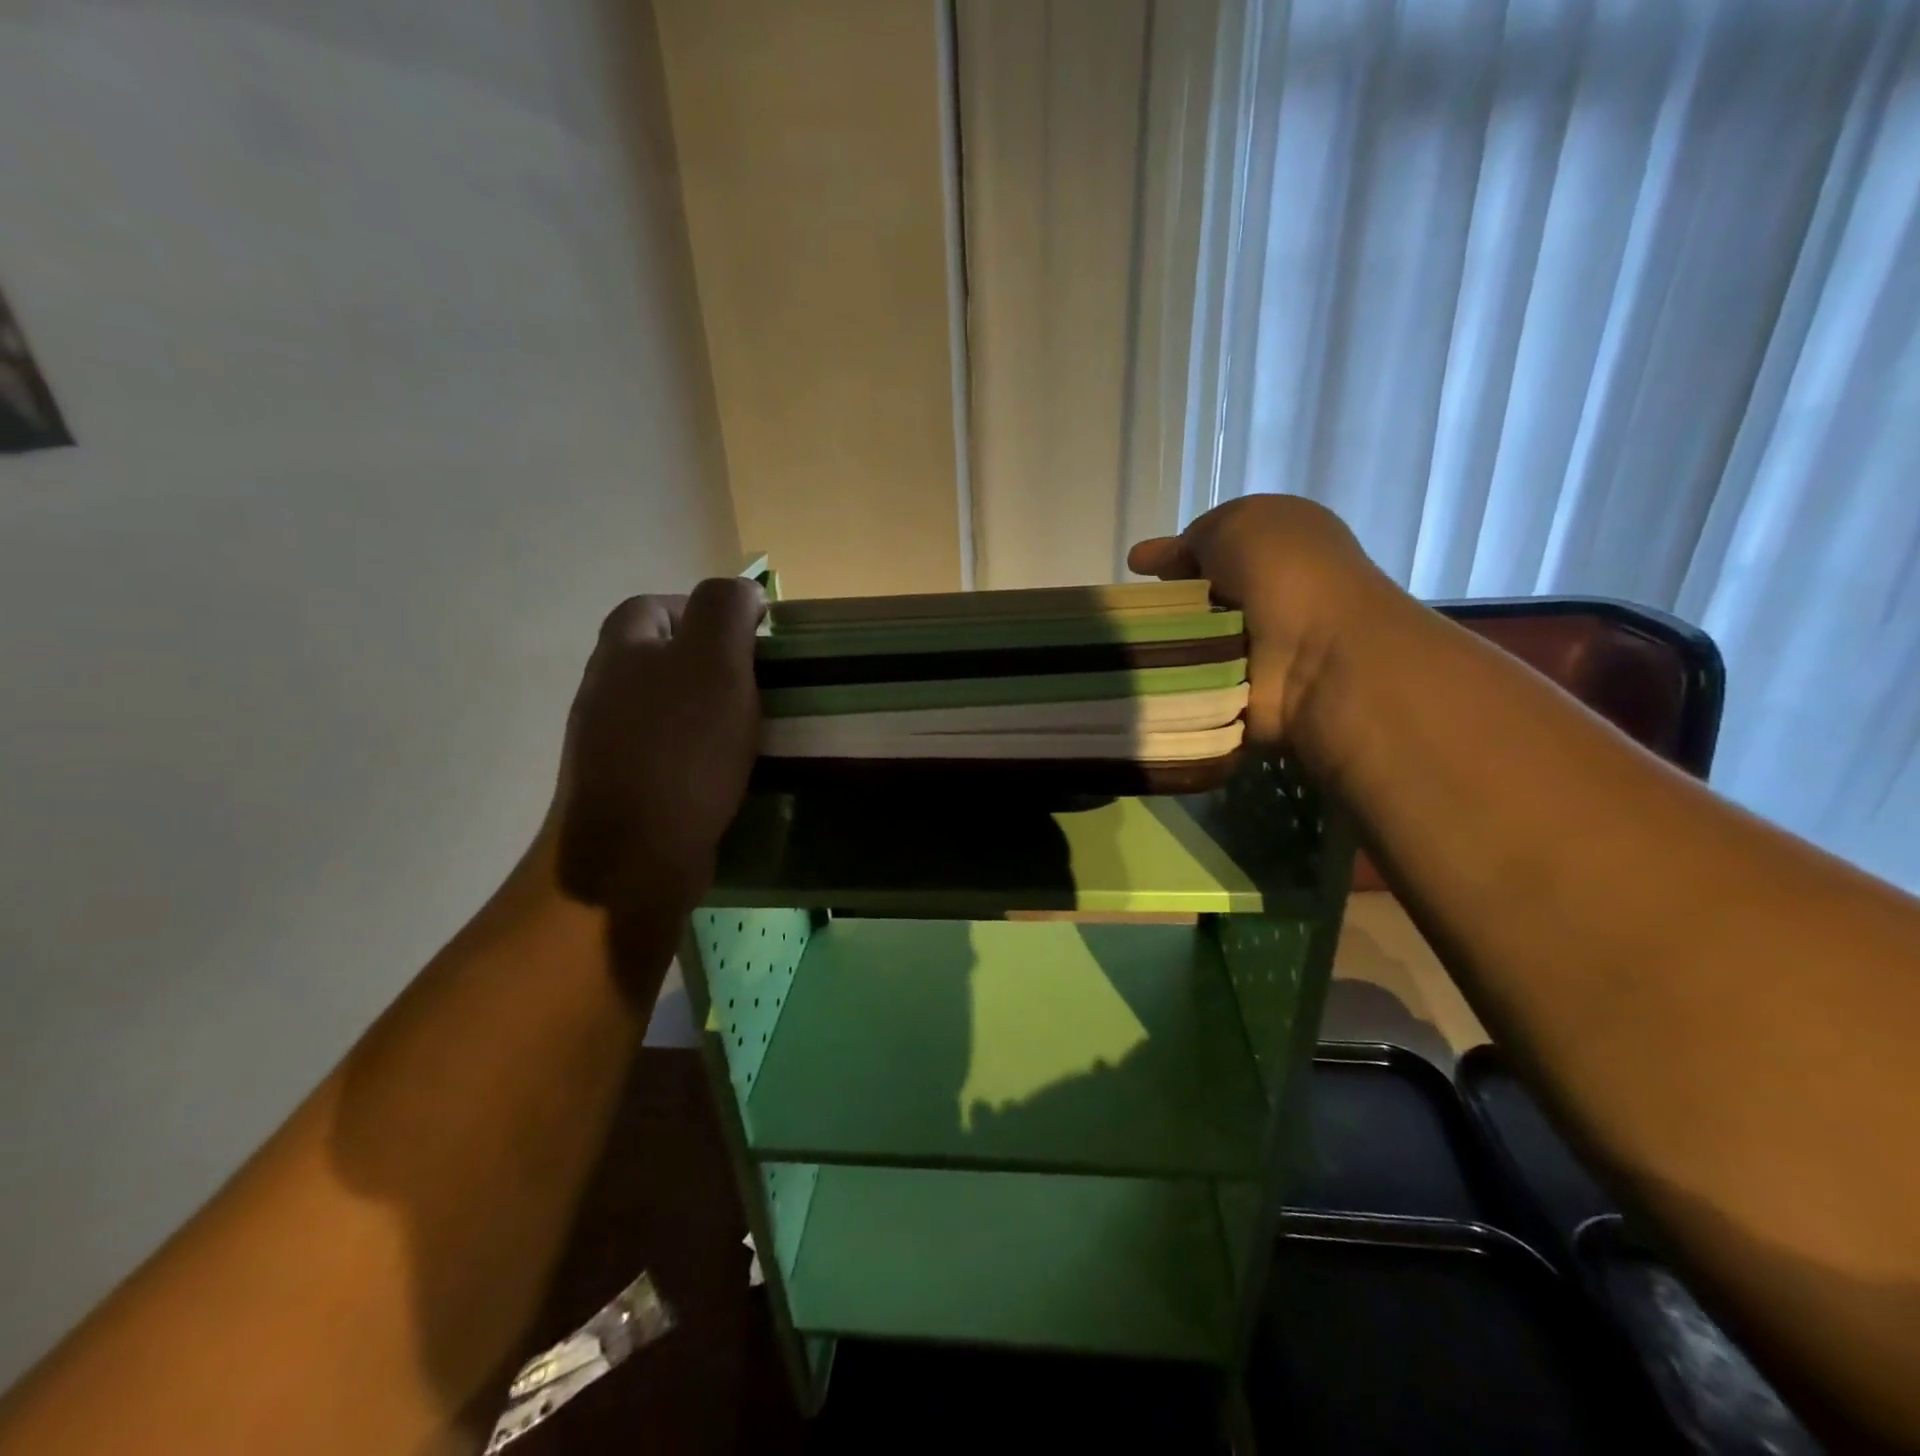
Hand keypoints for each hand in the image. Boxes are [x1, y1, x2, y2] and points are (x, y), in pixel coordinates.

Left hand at [550, 578, 764, 918]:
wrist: (632, 854)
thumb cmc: (681, 748)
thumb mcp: (715, 661)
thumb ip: (726, 609)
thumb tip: (742, 590)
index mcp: (623, 648)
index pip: (660, 604)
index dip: (708, 611)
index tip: (754, 638)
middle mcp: (605, 687)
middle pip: (663, 655)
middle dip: (713, 663)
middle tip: (761, 685)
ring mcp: (608, 740)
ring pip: (669, 706)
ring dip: (709, 711)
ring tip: (753, 729)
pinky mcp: (624, 785)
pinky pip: (670, 751)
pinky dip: (700, 752)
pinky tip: (728, 771)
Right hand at [1128, 495, 1391, 743]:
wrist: (1319, 657)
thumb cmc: (1284, 574)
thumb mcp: (1237, 523)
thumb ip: (1196, 536)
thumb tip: (1159, 557)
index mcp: (1280, 549)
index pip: (1214, 551)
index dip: (1176, 556)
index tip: (1136, 569)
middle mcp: (1270, 597)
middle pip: (1197, 600)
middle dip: (1162, 606)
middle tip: (1124, 612)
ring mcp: (1256, 650)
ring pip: (1188, 644)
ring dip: (1160, 646)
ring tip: (1121, 647)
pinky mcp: (1239, 694)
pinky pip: (1188, 685)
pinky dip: (1167, 682)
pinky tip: (1138, 677)